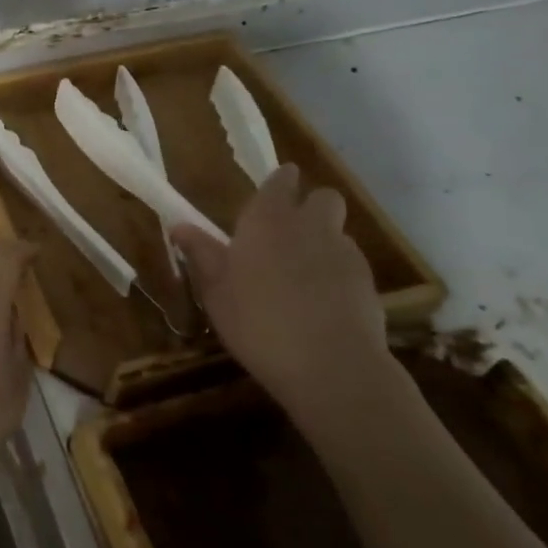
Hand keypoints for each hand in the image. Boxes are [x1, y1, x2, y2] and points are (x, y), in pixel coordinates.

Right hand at [170, 163, 392, 430]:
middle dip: (311, 205)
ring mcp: (344, 253)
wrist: (331, 366)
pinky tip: (323, 301)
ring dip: (323, 241)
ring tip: (303, 273)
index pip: (280, 182)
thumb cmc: (257, 322)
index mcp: (267, 220)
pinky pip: (350, 264)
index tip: (272, 191)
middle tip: (289, 232)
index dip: (279, 182)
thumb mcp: (216, 291)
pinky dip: (337, 273)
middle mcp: (309, 225)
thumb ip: (201, 254)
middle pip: (323, 197)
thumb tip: (179, 226)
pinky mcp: (368, 283)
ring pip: (338, 231)